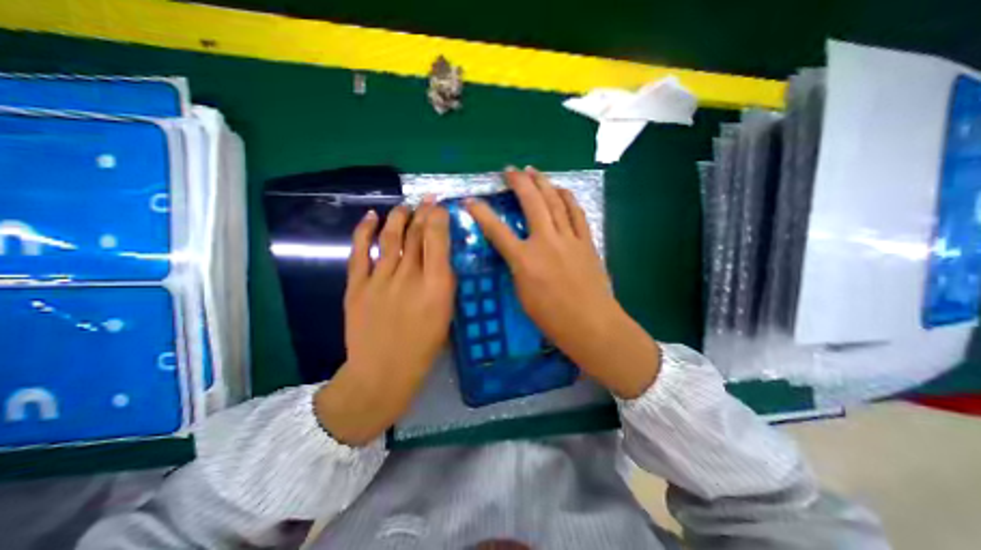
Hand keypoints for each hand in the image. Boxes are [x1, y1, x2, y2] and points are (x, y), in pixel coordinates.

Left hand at [311, 199, 453, 446]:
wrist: (382, 372)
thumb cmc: (423, 347)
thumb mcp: (446, 315)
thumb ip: (445, 285)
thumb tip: (441, 260)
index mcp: (435, 286)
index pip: (437, 240)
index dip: (438, 218)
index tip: (440, 207)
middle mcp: (409, 277)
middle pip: (415, 235)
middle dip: (422, 213)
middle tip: (426, 200)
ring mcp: (380, 279)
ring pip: (390, 237)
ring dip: (398, 217)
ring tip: (404, 206)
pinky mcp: (356, 286)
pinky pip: (360, 251)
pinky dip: (364, 231)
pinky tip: (371, 217)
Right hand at [464, 169, 657, 399]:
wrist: (591, 324)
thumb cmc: (552, 318)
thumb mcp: (522, 295)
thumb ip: (517, 268)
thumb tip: (516, 251)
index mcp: (524, 260)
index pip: (497, 230)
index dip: (481, 213)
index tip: (471, 200)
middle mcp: (545, 242)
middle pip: (531, 203)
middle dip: (518, 182)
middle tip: (510, 169)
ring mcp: (568, 239)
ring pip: (555, 201)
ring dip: (543, 182)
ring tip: (534, 170)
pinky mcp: (586, 241)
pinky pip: (576, 213)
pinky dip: (568, 198)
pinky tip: (562, 189)